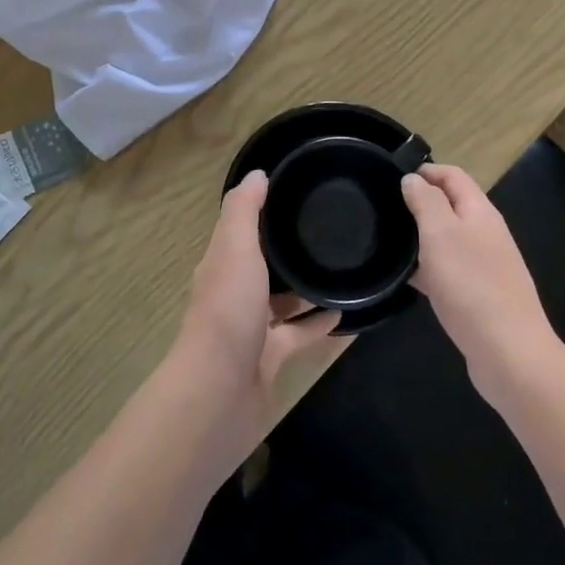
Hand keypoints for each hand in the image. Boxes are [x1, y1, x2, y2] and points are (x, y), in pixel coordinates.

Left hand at [172, 171, 345, 445]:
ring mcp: (250, 328)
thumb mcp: (234, 248)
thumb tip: (257, 173)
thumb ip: (244, 211)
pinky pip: (298, 334)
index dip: (262, 210)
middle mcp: (233, 293)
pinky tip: (344, 313)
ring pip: (281, 301)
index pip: (241, 229)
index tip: (295, 191)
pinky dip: (317, 323)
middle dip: (287, 249)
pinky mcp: (269, 357)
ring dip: (304, 287)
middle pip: (261, 264)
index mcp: (221, 264)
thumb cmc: (228, 310)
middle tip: (329, 230)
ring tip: (341, 268)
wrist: (220, 391)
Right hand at [402, 164, 557, 404]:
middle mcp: (486, 233)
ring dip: (421, 236)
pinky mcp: (480, 294)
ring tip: (387, 242)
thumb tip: (413, 179)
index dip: (425, 170)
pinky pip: (449, 270)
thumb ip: (426, 201)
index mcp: (480, 211)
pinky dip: (428, 268)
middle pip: (451, 205)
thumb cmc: (470, 284)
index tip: (391, 177)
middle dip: (420, 202)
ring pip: (448, 239)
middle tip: (384, 210)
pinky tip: (407, 280)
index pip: (453, 176)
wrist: (508, 352)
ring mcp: (486, 265)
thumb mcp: (440, 233)